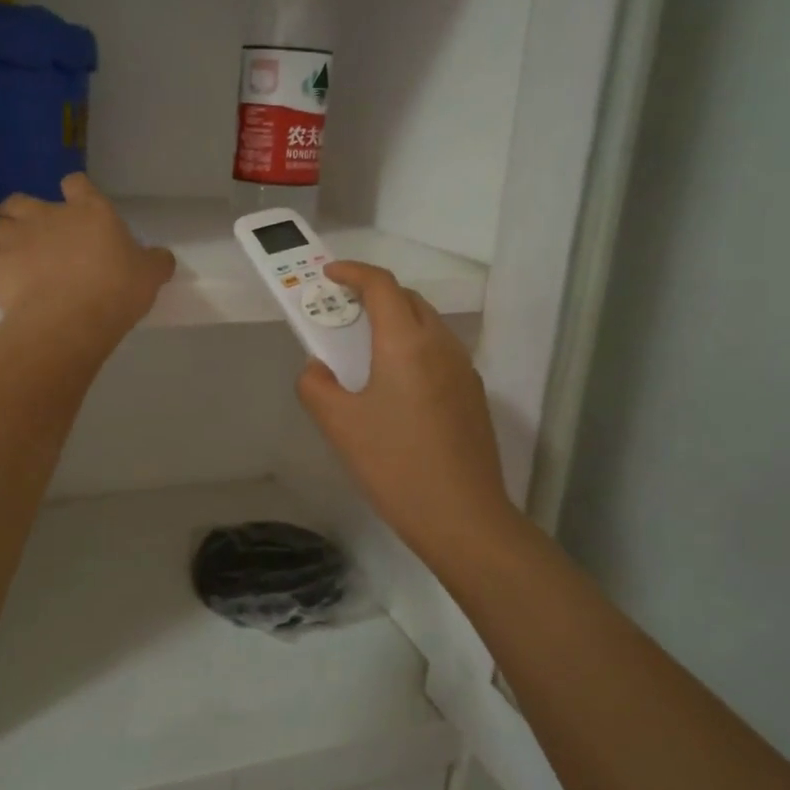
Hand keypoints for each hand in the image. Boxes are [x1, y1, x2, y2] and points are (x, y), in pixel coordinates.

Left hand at [0, 175, 175, 344]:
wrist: (71, 320)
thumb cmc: (116, 291)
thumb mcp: (150, 276)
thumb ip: (155, 262)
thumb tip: (162, 258)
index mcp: (90, 211)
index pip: (77, 184)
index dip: (74, 193)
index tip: (76, 208)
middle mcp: (48, 214)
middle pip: (23, 200)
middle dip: (23, 213)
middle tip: (34, 236)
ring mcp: (15, 236)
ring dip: (0, 236)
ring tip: (9, 257)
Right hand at [297, 261, 523, 571]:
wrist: (462, 517)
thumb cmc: (394, 465)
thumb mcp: (339, 425)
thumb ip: (316, 385)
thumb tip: (318, 369)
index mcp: (406, 343)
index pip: (382, 285)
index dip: (353, 272)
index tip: (330, 275)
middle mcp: (441, 345)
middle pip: (408, 300)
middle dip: (374, 296)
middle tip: (342, 313)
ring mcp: (464, 370)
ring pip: (427, 326)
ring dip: (395, 322)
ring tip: (365, 351)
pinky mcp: (473, 396)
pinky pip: (439, 354)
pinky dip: (412, 349)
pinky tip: (395, 388)